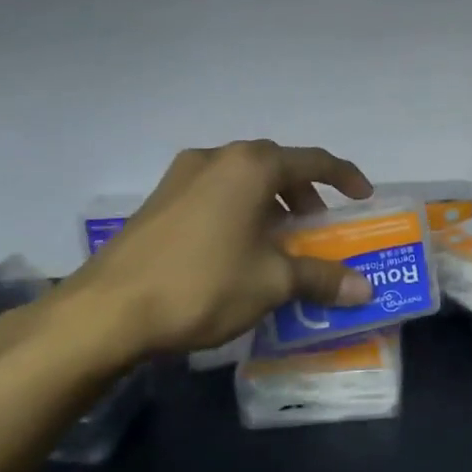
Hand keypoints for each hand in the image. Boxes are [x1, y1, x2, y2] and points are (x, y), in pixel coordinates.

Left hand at [56, 140, 375, 361]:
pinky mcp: (158, 202)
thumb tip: (364, 289)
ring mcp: (181, 178)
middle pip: (275, 165)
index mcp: (251, 167)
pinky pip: (215, 194)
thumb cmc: (203, 284)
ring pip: (242, 179)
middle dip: (303, 192)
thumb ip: (321, 278)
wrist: (106, 311)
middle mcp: (217, 159)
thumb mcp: (272, 283)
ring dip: (270, 202)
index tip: (363, 197)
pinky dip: (240, 211)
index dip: (345, 177)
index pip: (313, 161)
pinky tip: (238, 249)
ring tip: (279, 238)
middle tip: (317, 223)